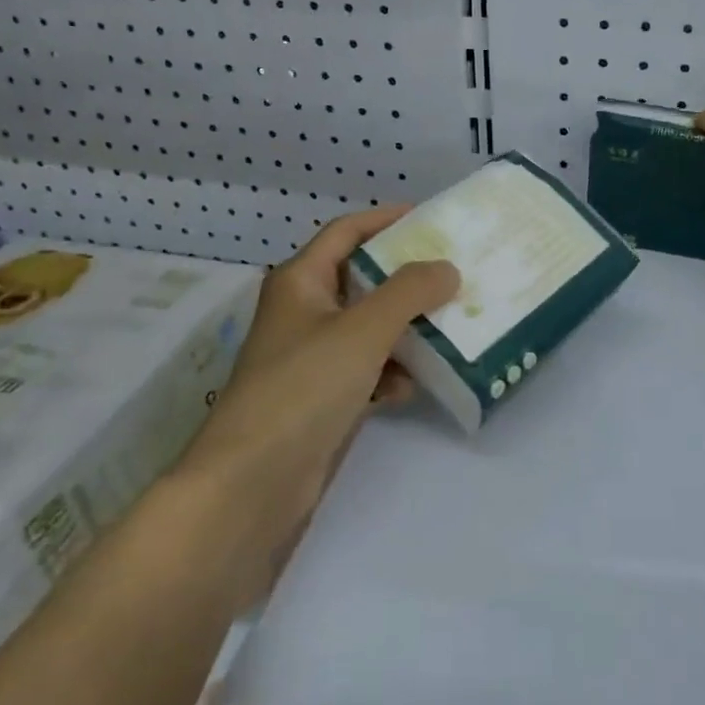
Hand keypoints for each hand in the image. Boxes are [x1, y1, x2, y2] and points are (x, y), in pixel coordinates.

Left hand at [179, 207, 457, 599]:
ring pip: (368, 328)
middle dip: (406, 281)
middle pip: (362, 280)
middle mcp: (303, 312)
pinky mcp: (320, 398)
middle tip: (453, 277)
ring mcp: (310, 358)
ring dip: (404, 330)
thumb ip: (409, 292)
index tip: (432, 219)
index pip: (346, 232)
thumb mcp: (362, 329)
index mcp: (300, 281)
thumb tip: (446, 269)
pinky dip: (388, 373)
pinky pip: (365, 370)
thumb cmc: (304, 388)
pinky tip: (408, 389)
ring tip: (446, 331)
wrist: (251, 485)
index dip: (386, 220)